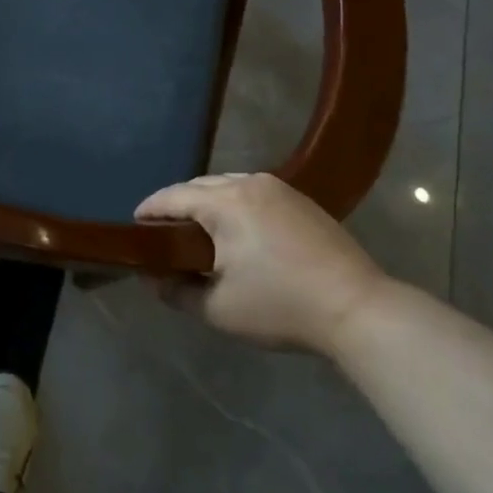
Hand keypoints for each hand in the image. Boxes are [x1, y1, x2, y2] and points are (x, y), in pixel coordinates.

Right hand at [135, 173, 386, 351]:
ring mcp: (279, 188)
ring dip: (207, 203)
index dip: (149, 210)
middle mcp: (249, 183)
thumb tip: (152, 278)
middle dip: (177, 206)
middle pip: (199, 186)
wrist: (357, 308)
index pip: (172, 197)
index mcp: (224, 202)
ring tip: (198, 232)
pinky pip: (253, 192)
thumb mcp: (218, 309)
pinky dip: (234, 205)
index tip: (134, 226)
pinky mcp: (301, 199)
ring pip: (227, 185)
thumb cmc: (280, 307)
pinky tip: (237, 231)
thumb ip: (176, 291)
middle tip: (164, 234)